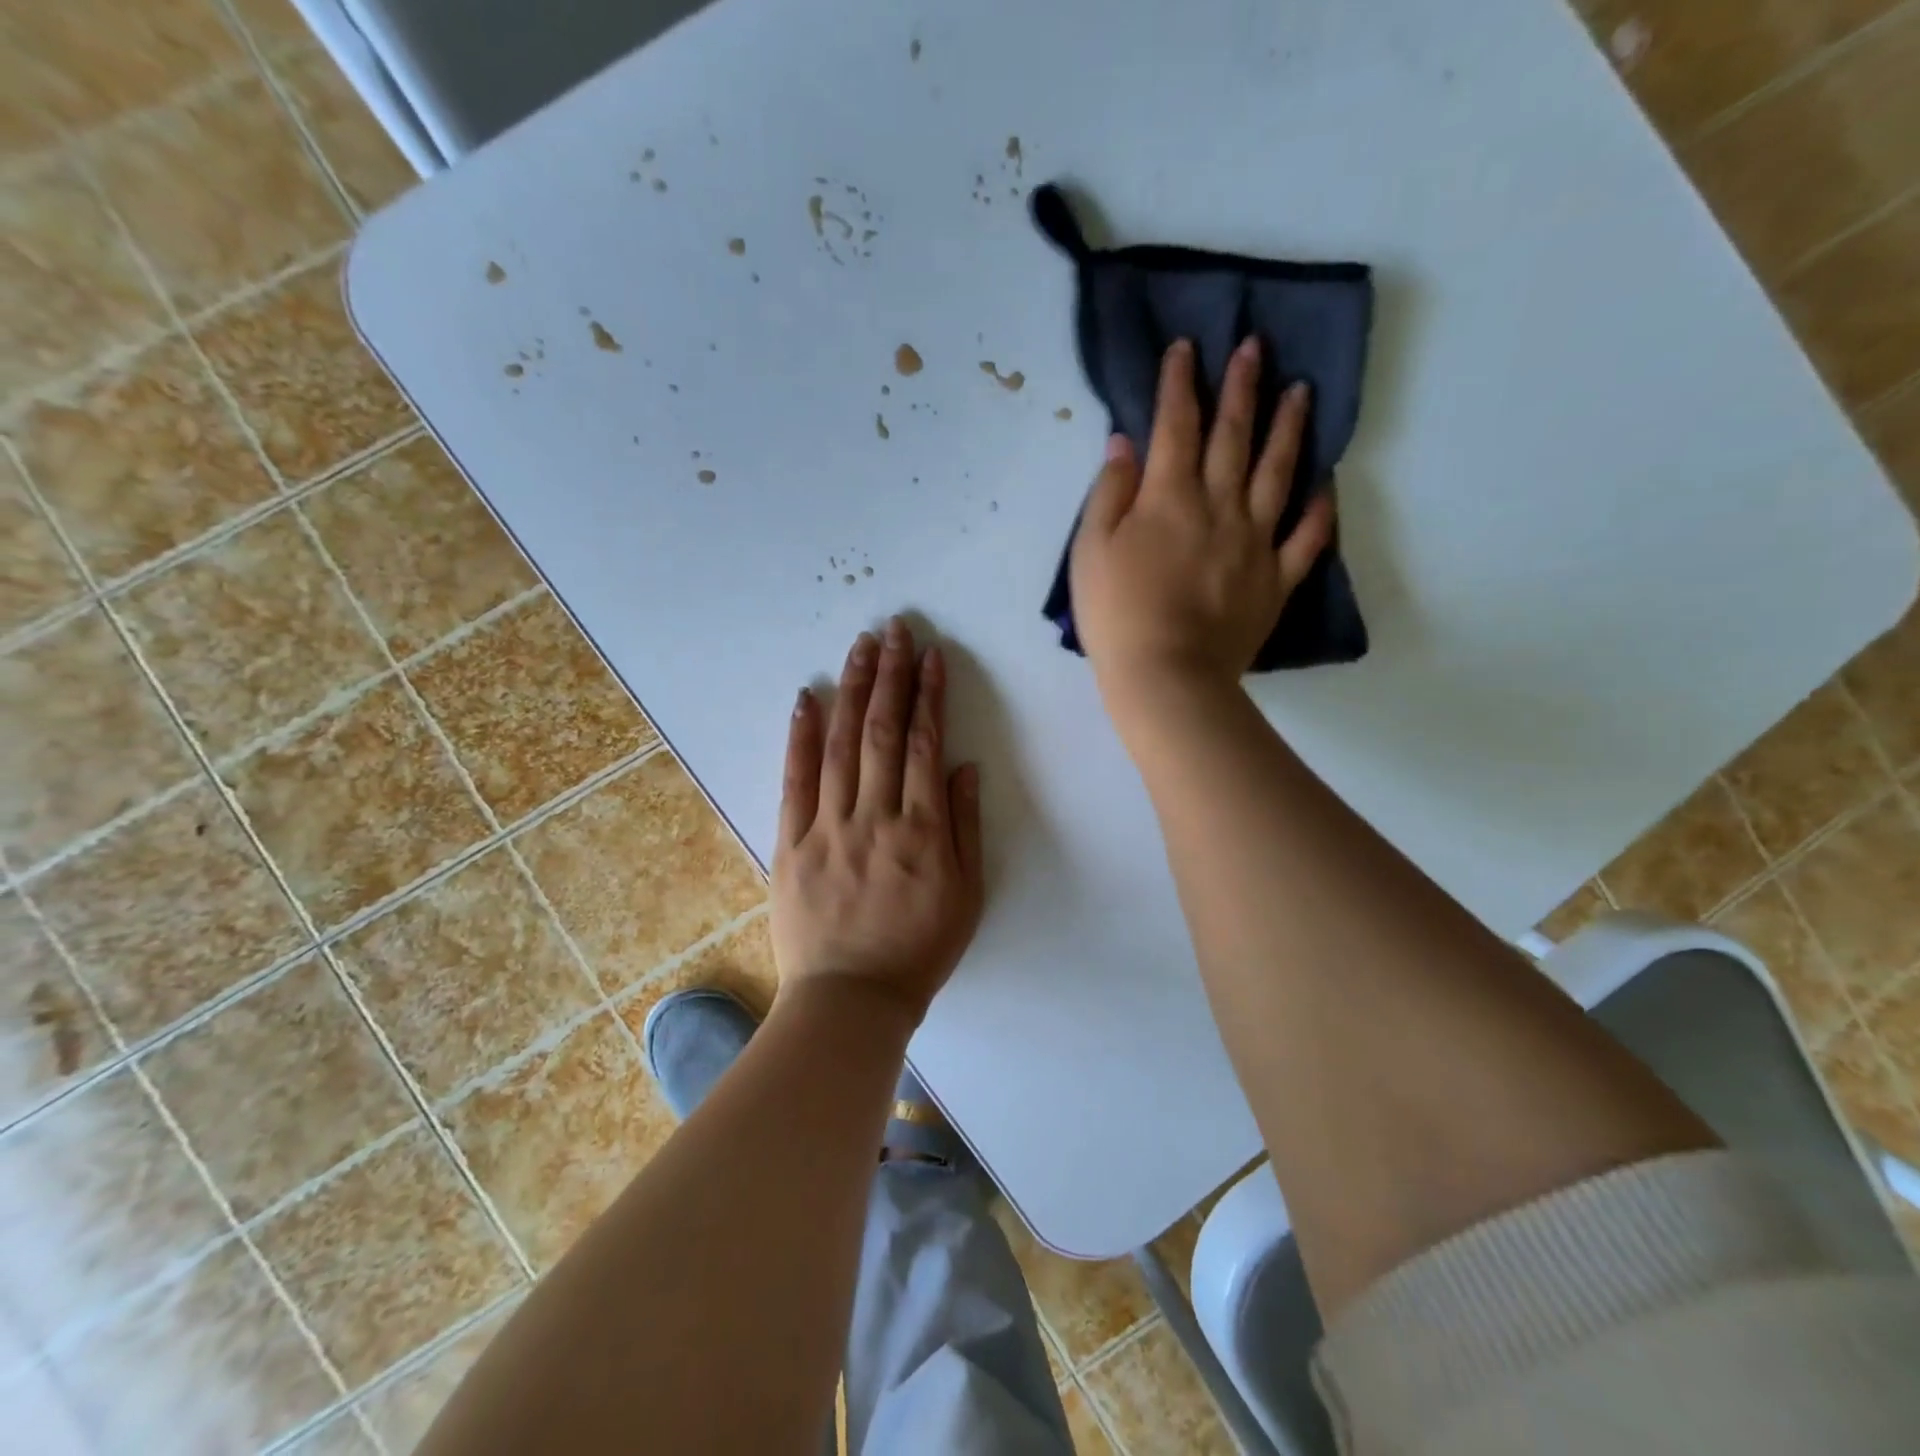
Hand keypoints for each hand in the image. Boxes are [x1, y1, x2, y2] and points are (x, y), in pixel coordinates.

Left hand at [771, 619, 985, 1024]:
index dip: (929, 695)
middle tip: (894, 629)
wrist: (851, 999)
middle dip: (891, 675)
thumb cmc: (919, 949)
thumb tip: (965, 767)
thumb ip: (966, 827)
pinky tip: (808, 697)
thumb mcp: (967, 896)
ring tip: (860, 646)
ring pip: (840, 744)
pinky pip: (795, 780)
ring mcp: (828, 827)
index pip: (926, 745)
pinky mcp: (792, 842)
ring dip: (852, 689)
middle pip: (883, 732)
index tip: (930, 656)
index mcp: (923, 830)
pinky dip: (800, 736)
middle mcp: (876, 816)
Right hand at [1069, 337, 1333, 705]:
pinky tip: (1327, 483)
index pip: (1175, 425)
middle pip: (1233, 436)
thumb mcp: (1089, 550)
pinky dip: (1320, 509)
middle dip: (1241, 387)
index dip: (1179, 383)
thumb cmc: (1115, 614)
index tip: (1186, 349)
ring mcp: (1255, 541)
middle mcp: (1219, 505)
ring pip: (1278, 472)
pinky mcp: (1276, 579)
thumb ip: (1109, 493)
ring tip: (1301, 392)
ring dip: (1289, 428)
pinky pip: (1307, 537)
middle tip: (1255, 348)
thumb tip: (1125, 443)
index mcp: (1168, 497)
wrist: (1165, 674)